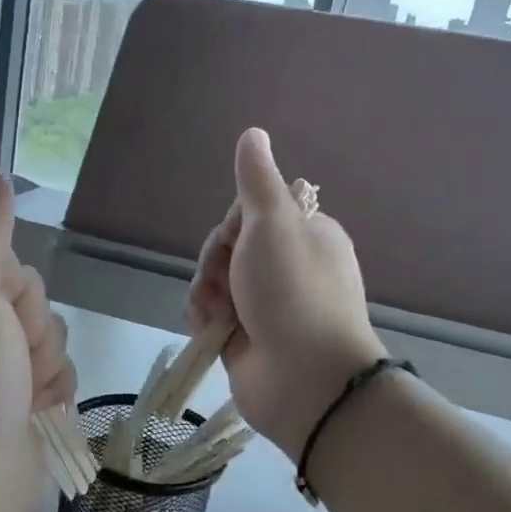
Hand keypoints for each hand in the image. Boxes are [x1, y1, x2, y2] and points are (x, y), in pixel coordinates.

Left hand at [0, 172, 75, 511]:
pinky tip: (30, 410)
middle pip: (22, 287)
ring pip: (46, 326)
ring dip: (41, 359)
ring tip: (17, 391)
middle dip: (25, 323)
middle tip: (4, 354)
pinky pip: (56, 365)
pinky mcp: (17, 391)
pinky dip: (50, 388)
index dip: (0, 277)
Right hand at [186, 129, 385, 459]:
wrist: (304, 378)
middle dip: (215, 262)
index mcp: (305, 235)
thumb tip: (254, 133)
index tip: (235, 240)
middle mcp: (288, 267)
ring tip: (215, 313)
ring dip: (206, 292)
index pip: (252, 213)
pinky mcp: (246, 337)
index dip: (233, 225)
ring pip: (216, 281)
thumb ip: (257, 181)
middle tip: (225, 281)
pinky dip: (205, 318)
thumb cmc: (293, 292)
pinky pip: (212, 314)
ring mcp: (267, 305)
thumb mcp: (274, 224)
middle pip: (229, 247)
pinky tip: (207, 328)